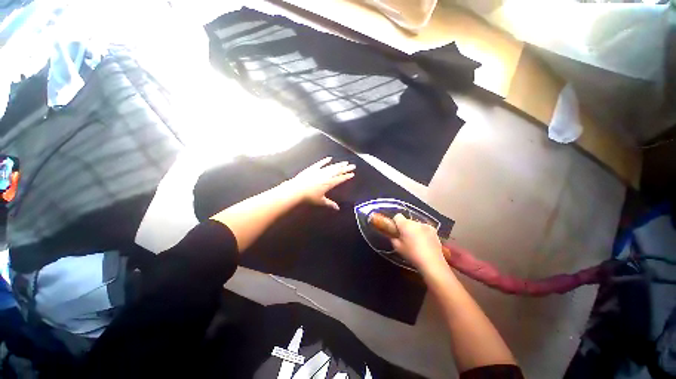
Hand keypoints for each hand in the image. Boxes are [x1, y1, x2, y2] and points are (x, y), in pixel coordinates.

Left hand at [288, 157, 354, 209]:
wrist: (297, 189)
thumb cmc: (309, 197)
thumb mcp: (321, 201)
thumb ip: (330, 204)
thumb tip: (337, 208)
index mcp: (329, 183)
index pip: (340, 179)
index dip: (347, 176)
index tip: (352, 174)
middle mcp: (326, 176)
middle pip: (338, 171)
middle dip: (346, 168)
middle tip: (352, 165)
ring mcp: (319, 171)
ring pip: (331, 166)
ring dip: (338, 164)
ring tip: (344, 162)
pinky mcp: (313, 168)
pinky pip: (320, 163)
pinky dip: (325, 161)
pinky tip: (329, 158)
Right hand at [390, 214, 444, 273]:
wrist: (432, 263)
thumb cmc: (412, 255)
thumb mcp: (397, 248)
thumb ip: (393, 238)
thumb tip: (393, 235)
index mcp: (406, 224)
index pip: (397, 216)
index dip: (395, 223)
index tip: (396, 231)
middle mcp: (416, 222)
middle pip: (407, 221)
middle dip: (405, 227)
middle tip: (405, 238)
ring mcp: (427, 226)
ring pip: (416, 225)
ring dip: (414, 230)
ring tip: (416, 242)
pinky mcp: (434, 231)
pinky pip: (425, 229)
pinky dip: (423, 233)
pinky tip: (424, 244)